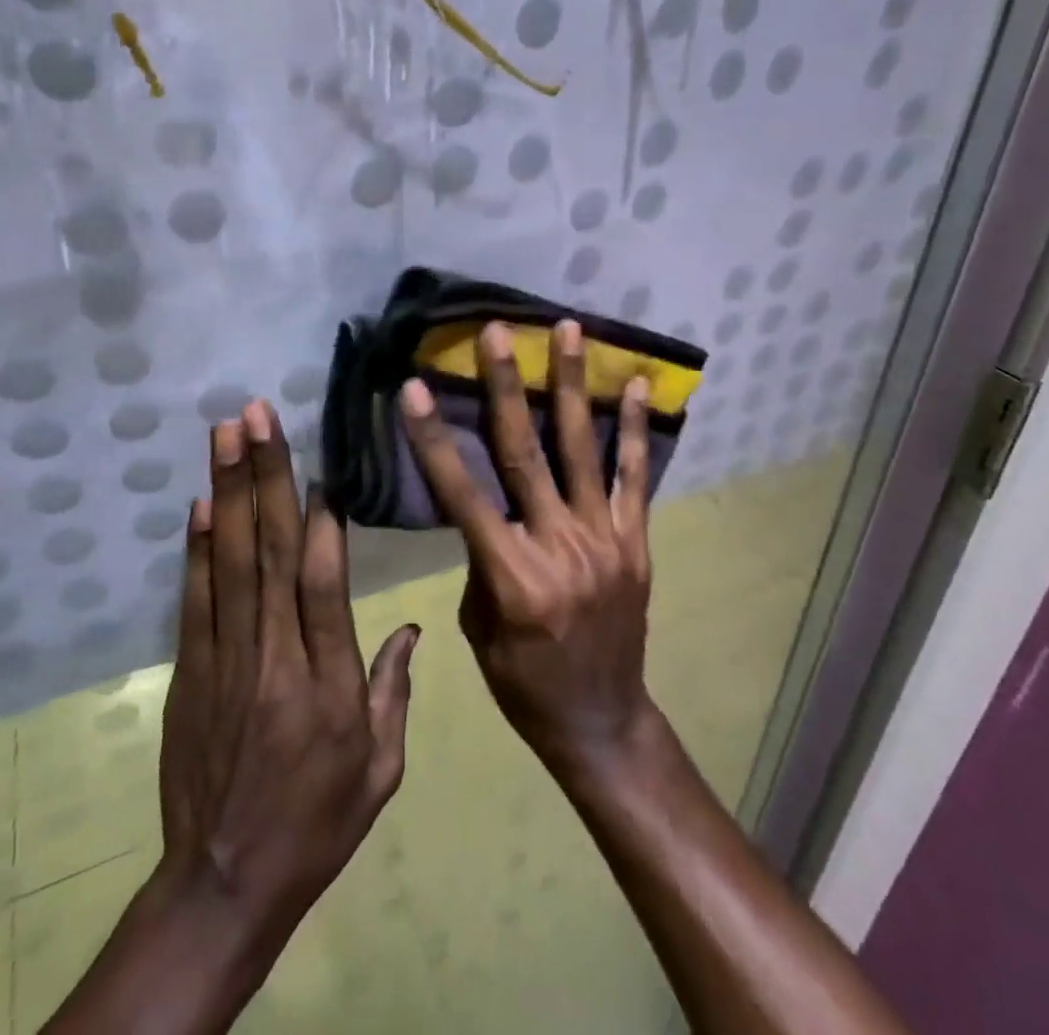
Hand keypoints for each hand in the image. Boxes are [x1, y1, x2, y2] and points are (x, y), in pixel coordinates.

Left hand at [156, 399, 419, 938]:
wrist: (225, 883)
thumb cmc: (318, 823)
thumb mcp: (381, 768)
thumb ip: (394, 690)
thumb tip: (410, 625)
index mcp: (326, 680)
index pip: (322, 583)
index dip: (320, 519)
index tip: (319, 463)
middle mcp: (273, 656)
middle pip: (270, 552)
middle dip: (265, 476)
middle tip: (257, 416)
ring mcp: (224, 659)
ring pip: (229, 561)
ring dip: (227, 491)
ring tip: (225, 435)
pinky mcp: (190, 671)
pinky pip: (194, 599)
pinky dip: (195, 548)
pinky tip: (200, 503)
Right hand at [398, 319, 655, 772]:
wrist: (600, 719)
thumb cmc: (523, 683)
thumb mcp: (480, 627)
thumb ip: (481, 558)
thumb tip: (482, 503)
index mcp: (510, 575)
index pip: (461, 494)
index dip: (433, 439)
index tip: (413, 388)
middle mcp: (558, 546)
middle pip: (524, 453)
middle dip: (506, 386)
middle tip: (497, 332)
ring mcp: (604, 539)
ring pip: (582, 449)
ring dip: (572, 385)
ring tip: (569, 329)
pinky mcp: (635, 541)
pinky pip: (633, 477)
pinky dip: (634, 429)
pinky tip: (635, 385)